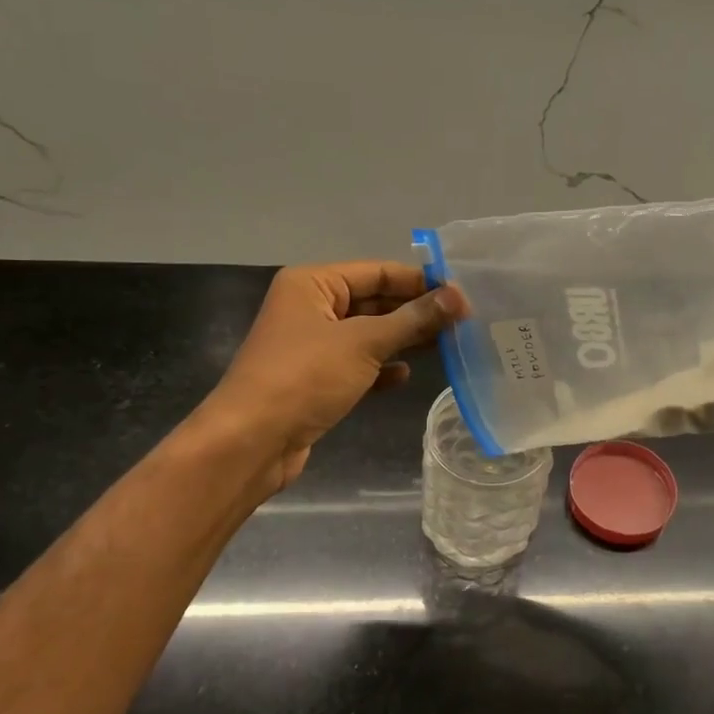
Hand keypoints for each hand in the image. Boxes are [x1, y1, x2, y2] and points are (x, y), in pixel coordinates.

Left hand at [203, 262, 466, 493]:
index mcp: (312, 283)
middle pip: (373, 301)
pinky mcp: (314, 380)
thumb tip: (459, 297)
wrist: (251, 442)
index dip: (420, 282)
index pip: (378, 271)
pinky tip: (405, 375)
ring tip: (446, 345)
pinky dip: (380, 368)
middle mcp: (310, 307)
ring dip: (402, 340)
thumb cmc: (305, 377)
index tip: (462, 295)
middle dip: (414, 312)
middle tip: (462, 323)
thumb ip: (413, 319)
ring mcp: (311, 345)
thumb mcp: (364, 343)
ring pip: (367, 334)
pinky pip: (356, 364)